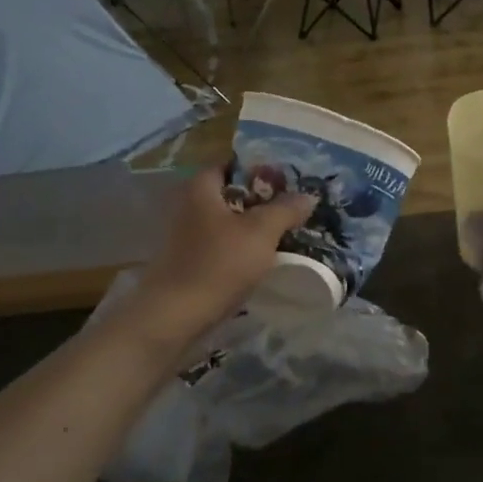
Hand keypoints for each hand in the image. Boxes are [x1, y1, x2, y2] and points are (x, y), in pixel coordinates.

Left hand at [101, 168, 315, 351]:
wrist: (175, 317)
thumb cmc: (218, 264)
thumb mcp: (261, 232)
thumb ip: (285, 209)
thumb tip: (307, 196)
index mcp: (201, 188)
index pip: (231, 164)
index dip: (259, 169)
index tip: (287, 182)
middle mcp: (189, 206)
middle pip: (230, 194)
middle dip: (261, 200)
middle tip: (292, 208)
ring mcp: (186, 236)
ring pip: (227, 222)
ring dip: (253, 227)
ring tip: (284, 234)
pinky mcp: (188, 262)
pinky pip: (221, 245)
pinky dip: (241, 248)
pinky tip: (262, 260)